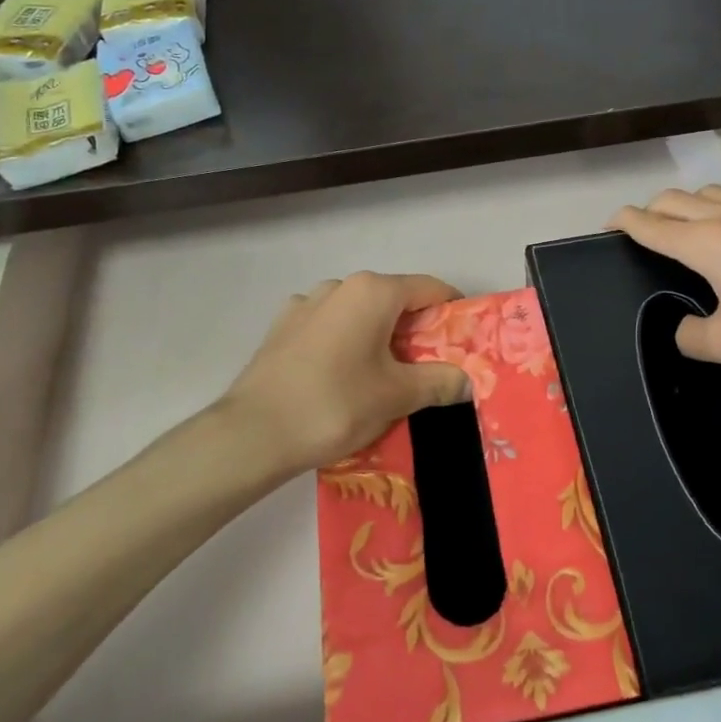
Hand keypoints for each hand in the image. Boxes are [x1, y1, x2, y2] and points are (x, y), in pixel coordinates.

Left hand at [218, 271, 471, 475]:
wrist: (253, 435)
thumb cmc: (336, 405)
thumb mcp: (398, 396)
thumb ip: (440, 382)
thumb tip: (468, 380)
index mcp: (373, 291)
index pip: (430, 289)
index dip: (454, 312)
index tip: (466, 343)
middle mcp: (339, 286)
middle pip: (395, 301)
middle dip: (418, 331)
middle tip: (431, 370)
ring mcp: (306, 304)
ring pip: (360, 315)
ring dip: (380, 338)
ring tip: (385, 378)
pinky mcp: (283, 328)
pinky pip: (330, 328)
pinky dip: (347, 344)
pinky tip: (343, 378)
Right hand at [609, 186, 720, 373]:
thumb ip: (691, 337)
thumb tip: (684, 328)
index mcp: (704, 243)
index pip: (649, 223)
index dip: (623, 222)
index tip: (609, 225)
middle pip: (673, 198)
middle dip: (650, 210)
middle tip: (645, 233)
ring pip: (709, 191)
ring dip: (686, 204)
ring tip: (688, 229)